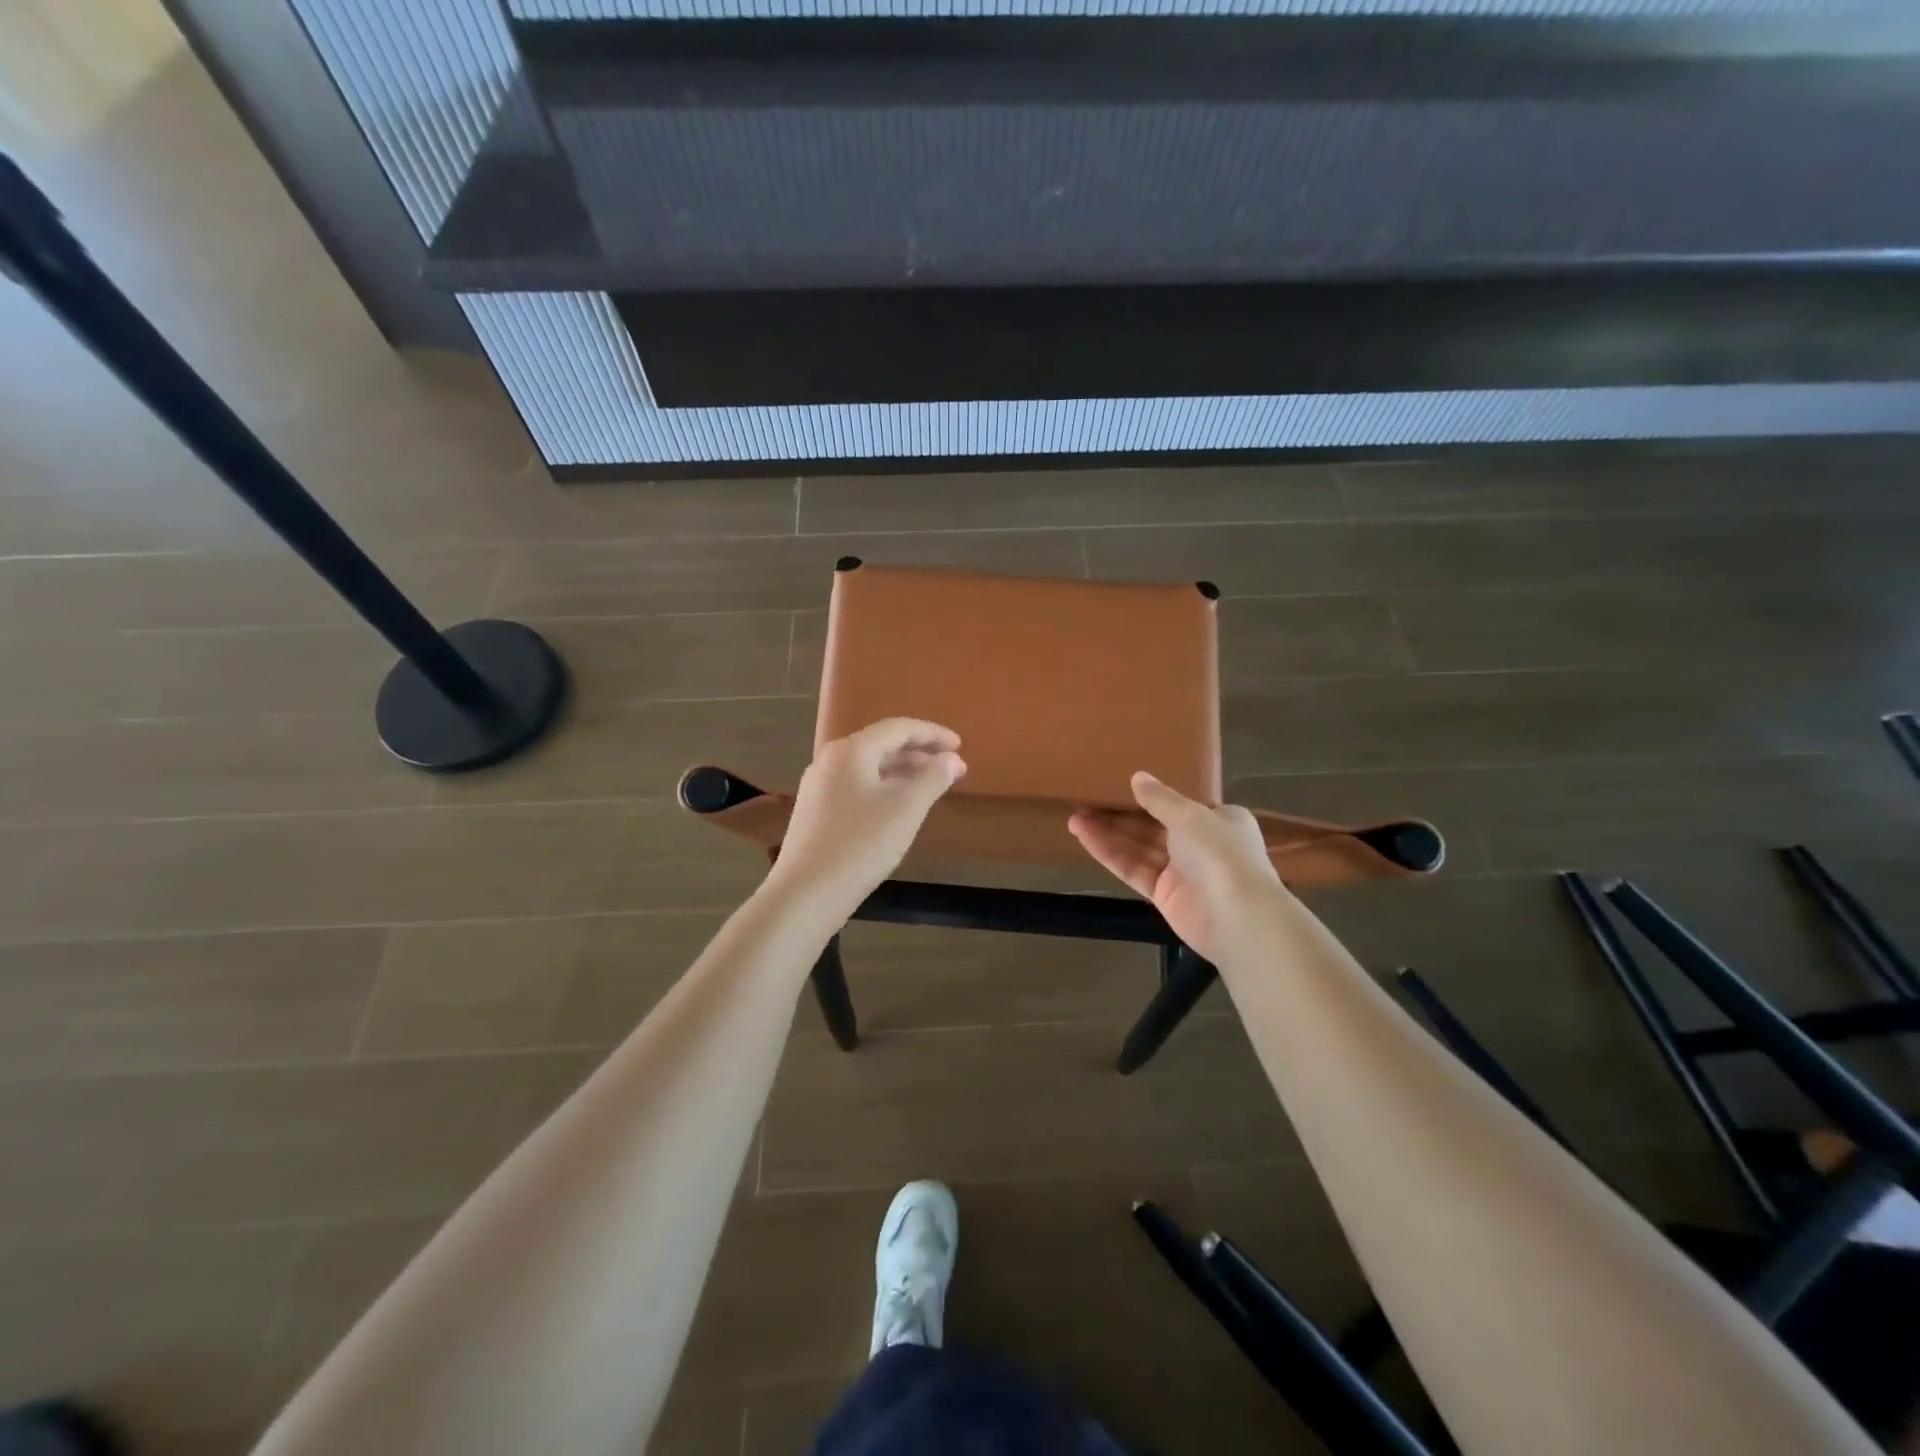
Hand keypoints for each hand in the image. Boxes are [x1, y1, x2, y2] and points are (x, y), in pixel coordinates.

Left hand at [766, 718, 966, 917]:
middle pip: (881, 745)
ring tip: (930, 786)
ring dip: (902, 772)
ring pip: (868, 768)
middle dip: (919, 754)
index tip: (960, 745)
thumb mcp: (906, 809)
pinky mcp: (815, 811)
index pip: (898, 728)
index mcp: (851, 750)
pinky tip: (898, 809)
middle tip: (950, 767)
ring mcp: (819, 786)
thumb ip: (933, 778)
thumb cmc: (861, 845)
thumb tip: (952, 759)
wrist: (806, 893)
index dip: (932, 734)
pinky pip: (856, 786)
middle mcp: (830, 760)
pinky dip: (883, 788)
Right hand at [1069, 773, 1285, 962]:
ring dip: (1109, 832)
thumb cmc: (1221, 854)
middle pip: (1154, 825)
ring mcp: (1182, 871)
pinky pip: (1133, 869)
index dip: (1150, 795)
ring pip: (1140, 847)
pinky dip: (1110, 854)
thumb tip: (1137, 777)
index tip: (1120, 783)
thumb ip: (1160, 798)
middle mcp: (1202, 843)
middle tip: (1086, 799)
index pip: (1182, 804)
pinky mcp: (1163, 894)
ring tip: (1074, 816)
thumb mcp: (1190, 815)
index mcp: (1220, 820)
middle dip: (1121, 813)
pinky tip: (1085, 837)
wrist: (1238, 918)